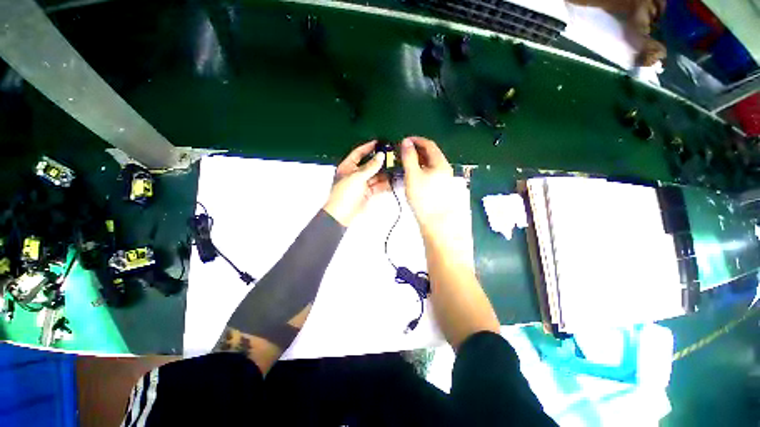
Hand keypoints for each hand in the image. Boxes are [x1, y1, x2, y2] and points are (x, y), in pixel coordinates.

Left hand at [323, 141, 388, 225]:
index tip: (379, 143)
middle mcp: (355, 174)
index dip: (368, 147)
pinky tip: (394, 180)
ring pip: (375, 176)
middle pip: (369, 164)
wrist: (342, 215)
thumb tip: (381, 156)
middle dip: (380, 161)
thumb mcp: (357, 177)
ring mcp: (362, 184)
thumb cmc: (345, 193)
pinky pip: (378, 186)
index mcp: (347, 167)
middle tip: (392, 156)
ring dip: (385, 173)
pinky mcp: (367, 193)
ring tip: (396, 168)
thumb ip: (370, 167)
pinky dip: (385, 184)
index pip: (358, 153)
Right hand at [400, 137, 464, 236]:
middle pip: (430, 154)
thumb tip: (406, 142)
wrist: (435, 222)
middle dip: (416, 150)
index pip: (429, 145)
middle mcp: (444, 169)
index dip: (416, 140)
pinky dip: (420, 170)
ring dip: (417, 160)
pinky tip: (412, 174)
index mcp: (440, 163)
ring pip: (429, 164)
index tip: (403, 141)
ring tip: (405, 162)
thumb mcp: (413, 175)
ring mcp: (443, 179)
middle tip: (402, 152)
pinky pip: (429, 173)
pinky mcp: (439, 187)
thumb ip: (409, 157)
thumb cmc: (423, 197)